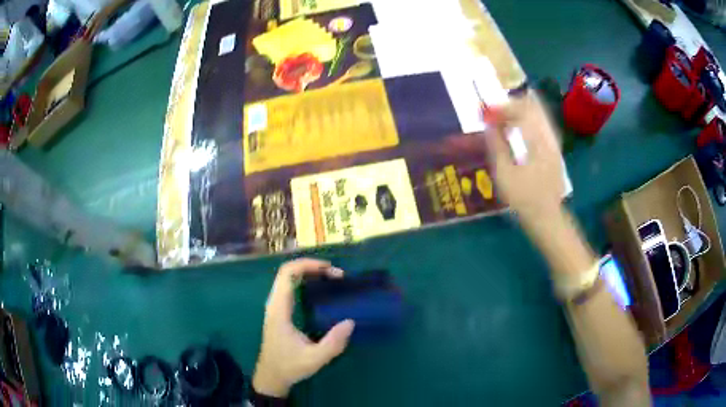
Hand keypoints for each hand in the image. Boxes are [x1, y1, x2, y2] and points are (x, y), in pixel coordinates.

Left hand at [253, 258, 354, 396]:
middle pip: (287, 272)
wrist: (271, 377)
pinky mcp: (278, 312)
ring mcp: (275, 307)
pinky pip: (289, 287)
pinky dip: (304, 281)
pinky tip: (319, 290)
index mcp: (279, 310)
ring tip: (331, 278)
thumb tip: (351, 322)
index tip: (330, 269)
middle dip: (311, 266)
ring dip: (308, 273)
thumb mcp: (314, 359)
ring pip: (287, 278)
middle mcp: (274, 304)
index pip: (287, 275)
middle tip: (335, 274)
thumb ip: (333, 343)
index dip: (307, 265)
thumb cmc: (289, 367)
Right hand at [482, 91, 565, 222]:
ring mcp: (554, 142)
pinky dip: (526, 120)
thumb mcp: (504, 173)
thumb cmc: (523, 198)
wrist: (547, 217)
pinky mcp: (554, 149)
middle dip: (511, 104)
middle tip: (494, 111)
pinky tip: (516, 128)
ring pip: (538, 113)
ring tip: (502, 118)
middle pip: (533, 106)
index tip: (485, 112)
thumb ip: (497, 144)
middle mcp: (549, 136)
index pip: (521, 110)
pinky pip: (541, 123)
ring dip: (519, 111)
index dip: (501, 107)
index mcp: (537, 141)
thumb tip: (489, 124)